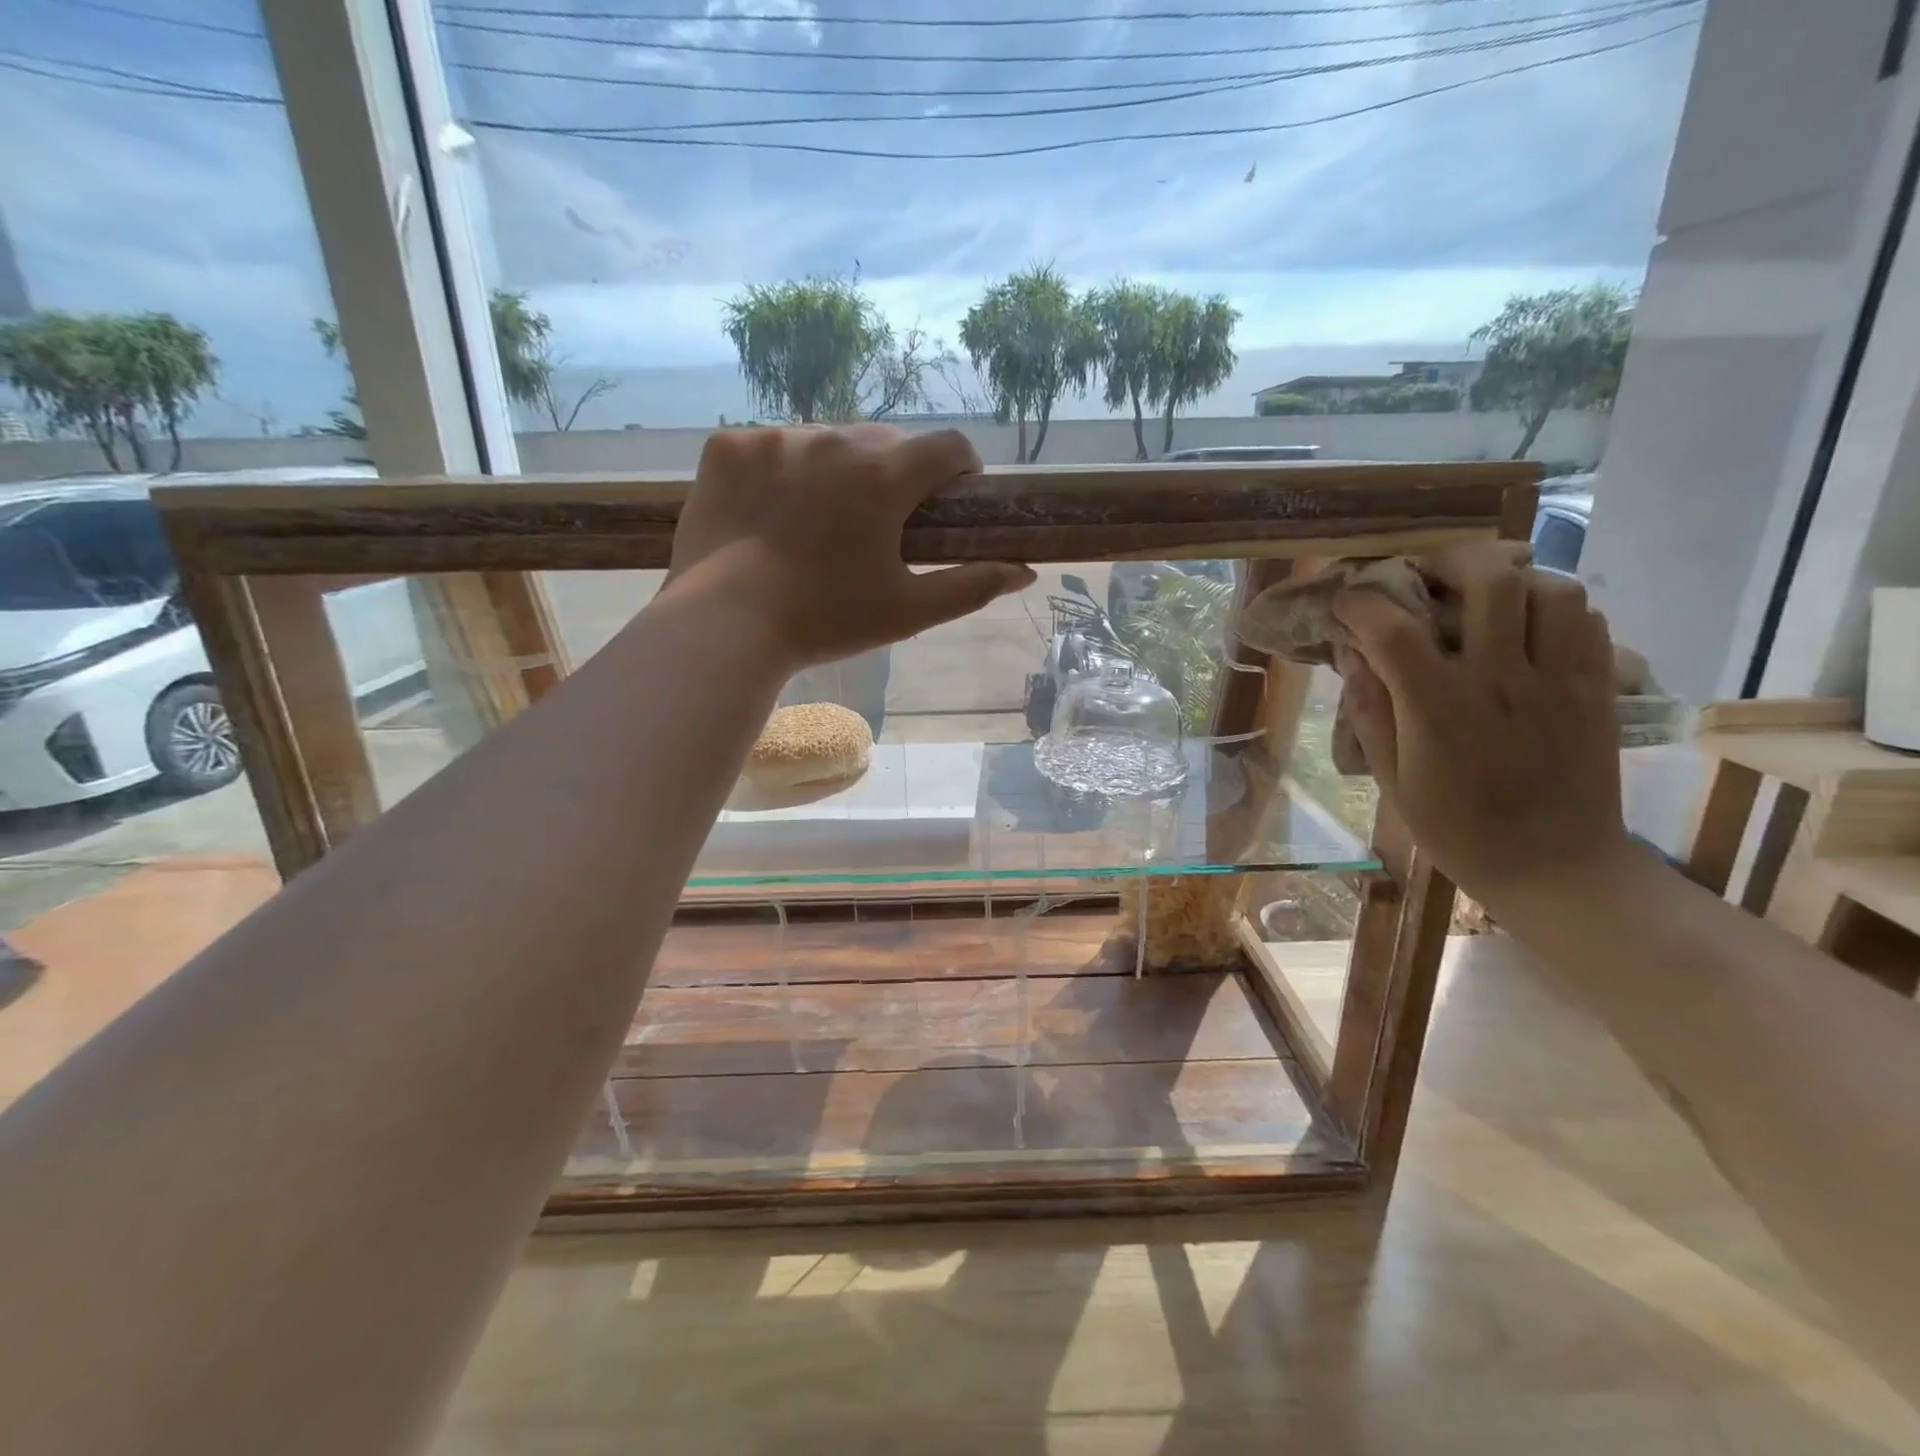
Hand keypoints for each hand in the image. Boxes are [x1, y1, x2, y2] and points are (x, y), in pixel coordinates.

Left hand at [666, 424, 1035, 671]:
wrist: (726, 627)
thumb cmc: (827, 622)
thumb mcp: (908, 612)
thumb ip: (972, 586)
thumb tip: (1027, 571)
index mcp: (885, 476)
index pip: (949, 445)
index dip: (960, 468)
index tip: (949, 497)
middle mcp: (834, 440)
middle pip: (886, 441)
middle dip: (894, 474)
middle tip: (878, 523)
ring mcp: (775, 438)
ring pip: (826, 440)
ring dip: (835, 469)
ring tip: (816, 521)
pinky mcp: (728, 447)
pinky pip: (769, 445)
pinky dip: (778, 471)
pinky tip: (769, 512)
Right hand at [1330, 542, 1632, 910]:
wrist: (1555, 866)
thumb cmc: (1458, 829)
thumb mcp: (1392, 780)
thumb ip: (1371, 712)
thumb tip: (1353, 656)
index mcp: (1440, 710)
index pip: (1395, 629)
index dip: (1362, 603)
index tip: (1347, 601)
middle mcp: (1502, 681)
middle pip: (1489, 580)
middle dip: (1449, 561)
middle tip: (1426, 574)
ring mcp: (1560, 681)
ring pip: (1550, 588)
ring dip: (1510, 578)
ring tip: (1483, 594)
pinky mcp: (1599, 688)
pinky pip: (1588, 619)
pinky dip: (1553, 605)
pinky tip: (1527, 624)